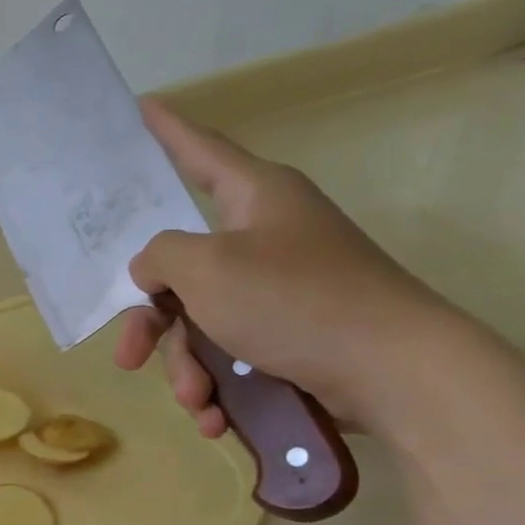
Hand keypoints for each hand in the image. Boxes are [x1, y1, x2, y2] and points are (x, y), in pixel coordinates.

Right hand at [114, 100, 456, 432]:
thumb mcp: (207, 269)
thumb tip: (153, 271)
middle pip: (181, 268)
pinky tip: (217, 417)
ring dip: (186, 367)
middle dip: (153, 322)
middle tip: (129, 357)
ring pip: (200, 322)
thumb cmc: (295, 300)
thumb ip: (160, 257)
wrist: (395, 371)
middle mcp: (264, 236)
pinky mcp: (290, 333)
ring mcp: (279, 287)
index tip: (143, 108)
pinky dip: (218, 385)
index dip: (168, 132)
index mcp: (254, 198)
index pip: (200, 153)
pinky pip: (230, 352)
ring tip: (198, 401)